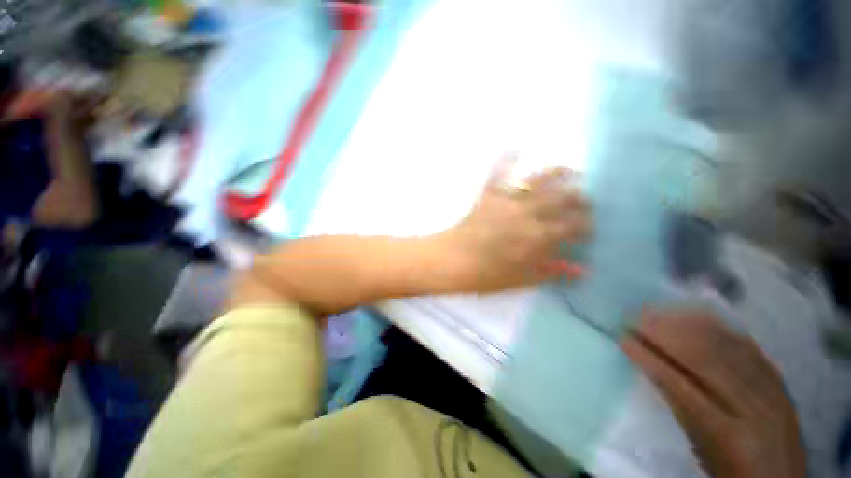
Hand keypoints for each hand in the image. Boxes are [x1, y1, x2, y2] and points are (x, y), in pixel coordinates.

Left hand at [443, 155, 590, 292]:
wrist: (451, 261)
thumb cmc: (485, 275)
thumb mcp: (521, 280)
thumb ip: (552, 273)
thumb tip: (581, 270)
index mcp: (538, 236)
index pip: (574, 225)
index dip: (587, 224)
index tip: (590, 226)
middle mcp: (527, 213)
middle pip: (563, 197)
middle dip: (579, 198)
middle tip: (584, 200)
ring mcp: (506, 200)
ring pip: (538, 179)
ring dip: (557, 172)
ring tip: (570, 170)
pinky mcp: (488, 195)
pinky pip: (498, 173)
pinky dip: (506, 159)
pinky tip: (515, 148)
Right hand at [621, 311, 805, 477]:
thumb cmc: (731, 469)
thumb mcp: (701, 449)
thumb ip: (681, 408)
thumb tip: (652, 367)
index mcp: (728, 434)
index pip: (682, 386)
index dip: (650, 359)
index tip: (623, 339)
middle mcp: (753, 406)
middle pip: (706, 359)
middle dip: (665, 333)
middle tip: (634, 317)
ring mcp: (770, 388)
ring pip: (726, 346)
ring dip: (687, 323)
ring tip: (657, 310)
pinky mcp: (778, 377)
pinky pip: (746, 344)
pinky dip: (717, 326)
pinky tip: (695, 313)